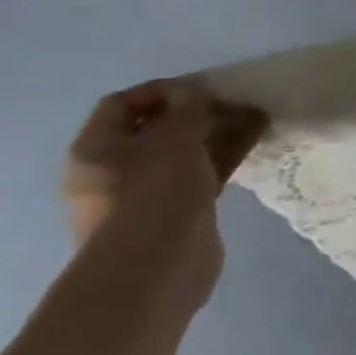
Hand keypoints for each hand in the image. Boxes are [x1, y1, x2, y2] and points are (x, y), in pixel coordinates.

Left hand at [61, 80, 263, 310]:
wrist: (155, 266)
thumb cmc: (153, 193)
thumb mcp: (173, 139)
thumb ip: (188, 109)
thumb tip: (197, 92)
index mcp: (96, 149)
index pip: (123, 104)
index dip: (163, 90)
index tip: (205, 87)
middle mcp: (115, 169)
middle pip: (158, 128)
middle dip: (199, 111)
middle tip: (239, 101)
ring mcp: (147, 192)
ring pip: (187, 150)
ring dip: (220, 131)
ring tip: (259, 116)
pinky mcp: (179, 209)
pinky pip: (204, 171)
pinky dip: (227, 155)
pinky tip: (257, 142)